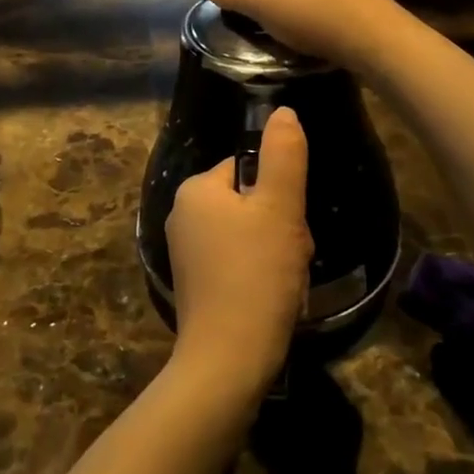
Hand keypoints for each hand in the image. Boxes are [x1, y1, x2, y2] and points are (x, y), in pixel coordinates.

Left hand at [164, 107, 313, 401]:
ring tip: (284, 283)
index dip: (280, 195)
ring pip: (251, 236)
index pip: (250, 170)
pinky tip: (272, 300)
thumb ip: (284, 154)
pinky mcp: (196, 285)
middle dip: (281, 228)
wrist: (228, 362)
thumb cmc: (255, 275)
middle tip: (290, 257)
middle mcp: (183, 215)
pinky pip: (239, 264)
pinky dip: (261, 277)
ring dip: (277, 254)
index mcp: (196, 190)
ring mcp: (187, 253)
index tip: (290, 225)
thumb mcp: (279, 207)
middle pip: (252, 204)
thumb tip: (283, 111)